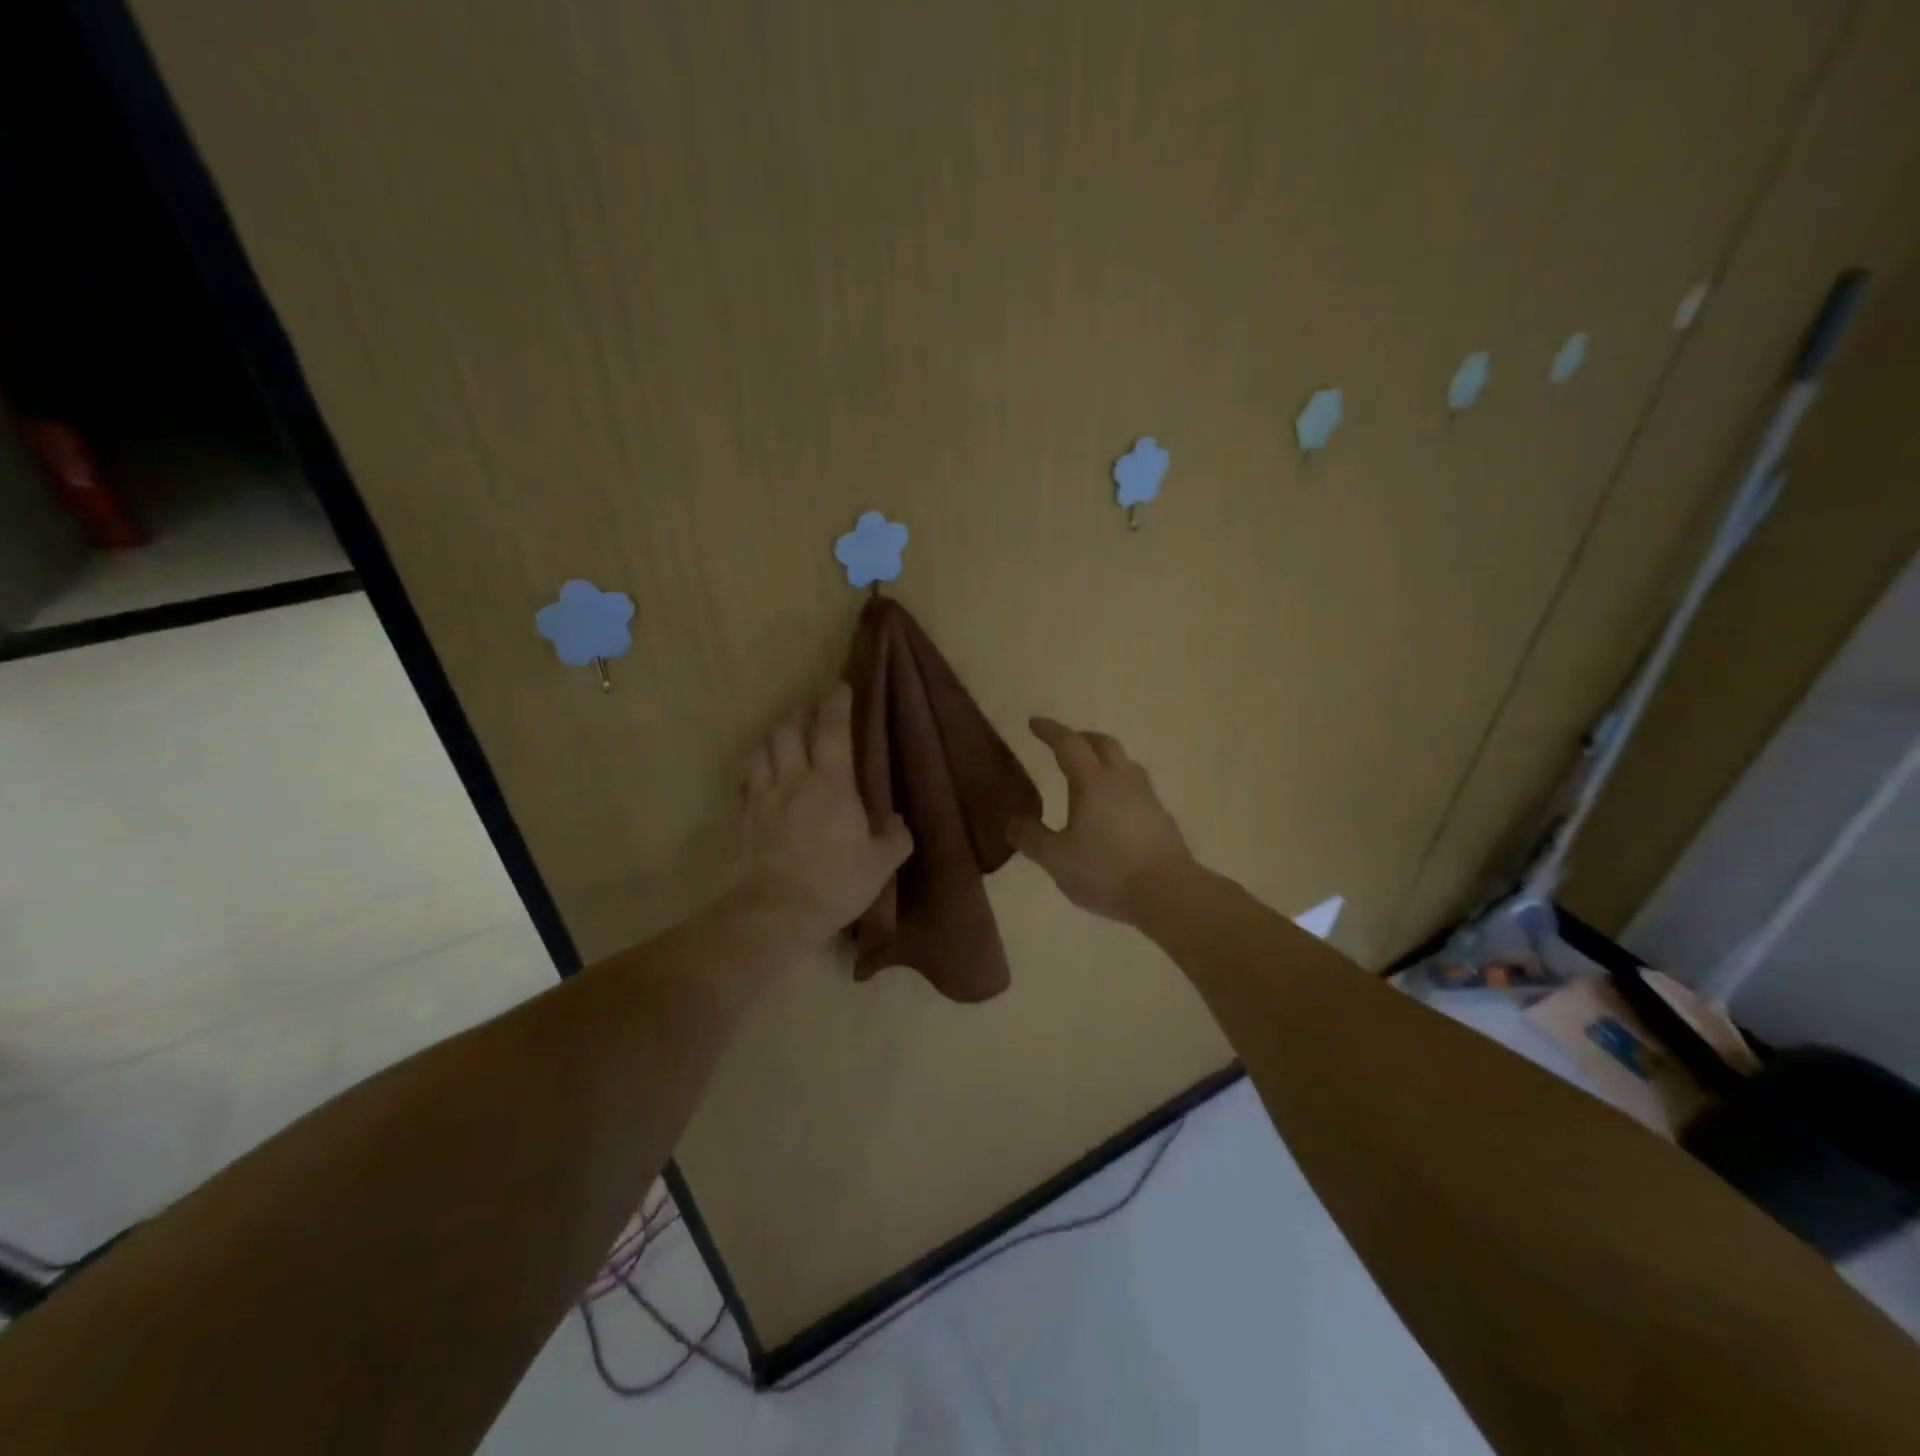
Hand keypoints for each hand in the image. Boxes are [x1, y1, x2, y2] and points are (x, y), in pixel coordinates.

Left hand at [736, 682, 912, 943]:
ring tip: (783, 738)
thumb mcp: (882, 864)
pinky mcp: (742, 818)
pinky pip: (745, 781)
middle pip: (789, 730)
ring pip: (762, 749)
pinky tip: (760, 777)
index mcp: (832, 785)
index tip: (839, 687)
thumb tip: (897, 820)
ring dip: (774, 737)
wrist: (776, 912)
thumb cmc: (835, 883)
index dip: (836, 703)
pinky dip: (755, 770)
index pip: (833, 729)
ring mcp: (762, 798)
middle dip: (800, 714)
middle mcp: (793, 780)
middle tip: (810, 713)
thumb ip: (895, 837)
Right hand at [1010, 718, 1192, 924]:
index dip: (1050, 731)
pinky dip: (1119, 783)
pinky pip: (1137, 786)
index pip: (1068, 745)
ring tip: (1091, 769)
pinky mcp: (1161, 816)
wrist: (1167, 892)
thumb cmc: (1106, 870)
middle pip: (1103, 744)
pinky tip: (1115, 804)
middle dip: (1081, 737)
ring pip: (1125, 762)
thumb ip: (1032, 838)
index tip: (1034, 722)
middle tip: (1064, 741)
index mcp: (1092, 782)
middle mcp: (1121, 780)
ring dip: (1105, 757)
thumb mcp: (1057, 859)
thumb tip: (1014, 822)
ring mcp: (1146, 796)